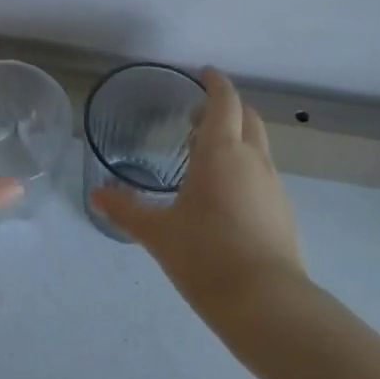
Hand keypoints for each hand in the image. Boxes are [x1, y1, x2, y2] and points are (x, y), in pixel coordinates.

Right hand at [92, 69, 303, 311]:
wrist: (267, 305)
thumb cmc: (206, 256)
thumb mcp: (158, 233)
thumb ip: (126, 210)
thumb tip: (96, 196)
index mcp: (222, 152)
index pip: (225, 101)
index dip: (215, 83)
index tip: (203, 73)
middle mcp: (253, 160)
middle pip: (247, 117)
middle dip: (226, 108)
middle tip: (198, 117)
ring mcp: (273, 186)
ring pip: (258, 146)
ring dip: (236, 138)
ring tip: (206, 157)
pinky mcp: (283, 212)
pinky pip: (263, 173)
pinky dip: (245, 167)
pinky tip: (225, 195)